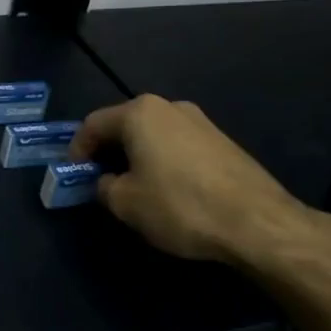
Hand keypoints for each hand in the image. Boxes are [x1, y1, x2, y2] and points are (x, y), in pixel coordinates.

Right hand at [70, 94, 330, 266]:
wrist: (258, 223)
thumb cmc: (180, 206)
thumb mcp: (125, 203)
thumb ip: (103, 186)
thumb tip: (107, 182)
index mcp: (140, 113)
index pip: (93, 124)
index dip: (77, 149)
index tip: (72, 173)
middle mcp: (169, 107)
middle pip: (125, 125)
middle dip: (108, 151)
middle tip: (99, 179)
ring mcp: (200, 122)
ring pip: (153, 135)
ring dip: (136, 156)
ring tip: (132, 186)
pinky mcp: (223, 141)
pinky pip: (178, 146)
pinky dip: (163, 161)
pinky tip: (166, 189)